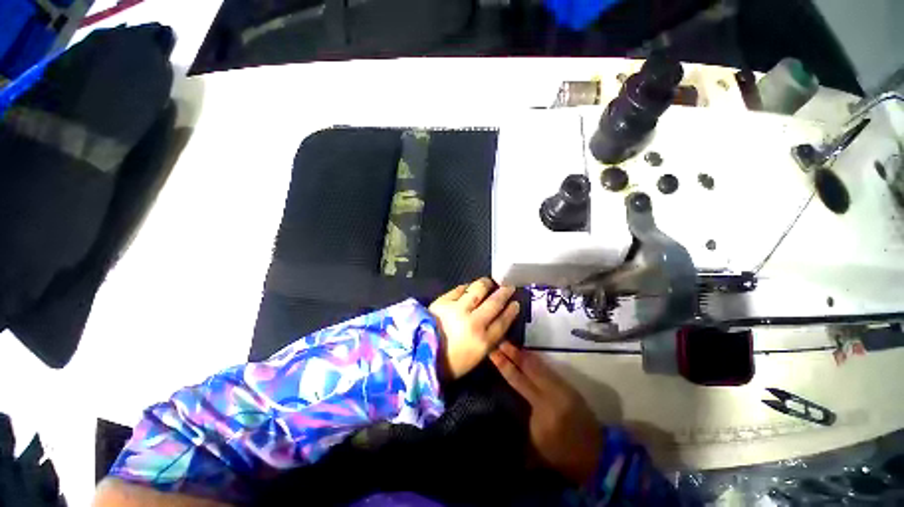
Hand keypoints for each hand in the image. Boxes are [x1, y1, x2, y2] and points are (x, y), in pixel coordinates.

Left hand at [429, 278, 520, 380]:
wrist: (419, 356)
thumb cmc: (449, 362)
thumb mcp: (475, 358)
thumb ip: (488, 339)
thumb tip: (497, 322)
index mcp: (482, 341)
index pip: (503, 322)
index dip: (511, 311)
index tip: (515, 303)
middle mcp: (473, 322)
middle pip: (494, 303)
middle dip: (504, 293)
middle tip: (509, 287)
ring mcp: (457, 309)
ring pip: (478, 290)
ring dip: (486, 284)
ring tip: (489, 282)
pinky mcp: (443, 301)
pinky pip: (459, 289)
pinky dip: (467, 286)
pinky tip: (470, 287)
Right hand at [490, 342, 601, 485]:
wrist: (595, 456)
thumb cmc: (560, 454)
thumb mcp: (534, 444)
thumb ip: (520, 420)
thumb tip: (501, 405)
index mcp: (542, 407)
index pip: (518, 379)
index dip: (504, 365)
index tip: (493, 352)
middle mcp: (552, 392)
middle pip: (529, 367)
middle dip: (514, 353)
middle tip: (501, 342)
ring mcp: (563, 387)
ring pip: (540, 365)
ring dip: (525, 354)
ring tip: (511, 345)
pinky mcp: (570, 387)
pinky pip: (549, 369)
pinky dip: (536, 361)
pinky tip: (529, 356)